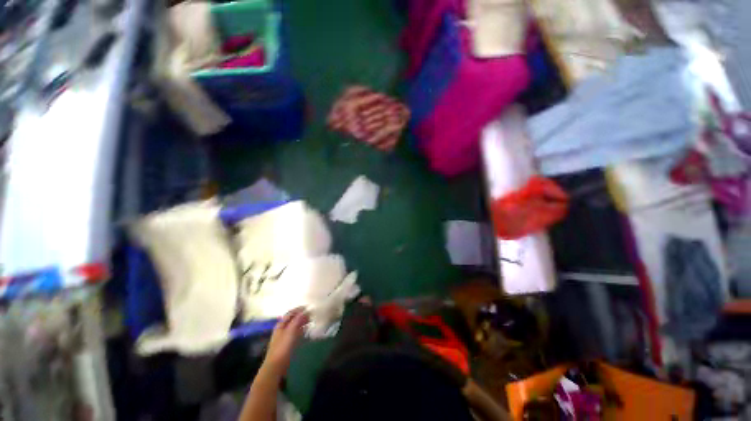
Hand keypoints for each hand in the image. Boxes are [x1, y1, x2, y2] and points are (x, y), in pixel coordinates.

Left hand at [264, 307, 308, 374]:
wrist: (276, 366)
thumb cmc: (282, 347)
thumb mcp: (290, 332)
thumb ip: (297, 320)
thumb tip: (304, 311)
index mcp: (280, 325)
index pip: (290, 313)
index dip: (298, 310)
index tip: (308, 307)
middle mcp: (282, 329)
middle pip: (292, 319)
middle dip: (301, 316)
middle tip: (312, 314)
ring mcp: (285, 337)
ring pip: (295, 326)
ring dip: (302, 322)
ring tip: (311, 321)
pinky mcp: (288, 344)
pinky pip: (296, 334)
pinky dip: (301, 330)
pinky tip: (307, 330)